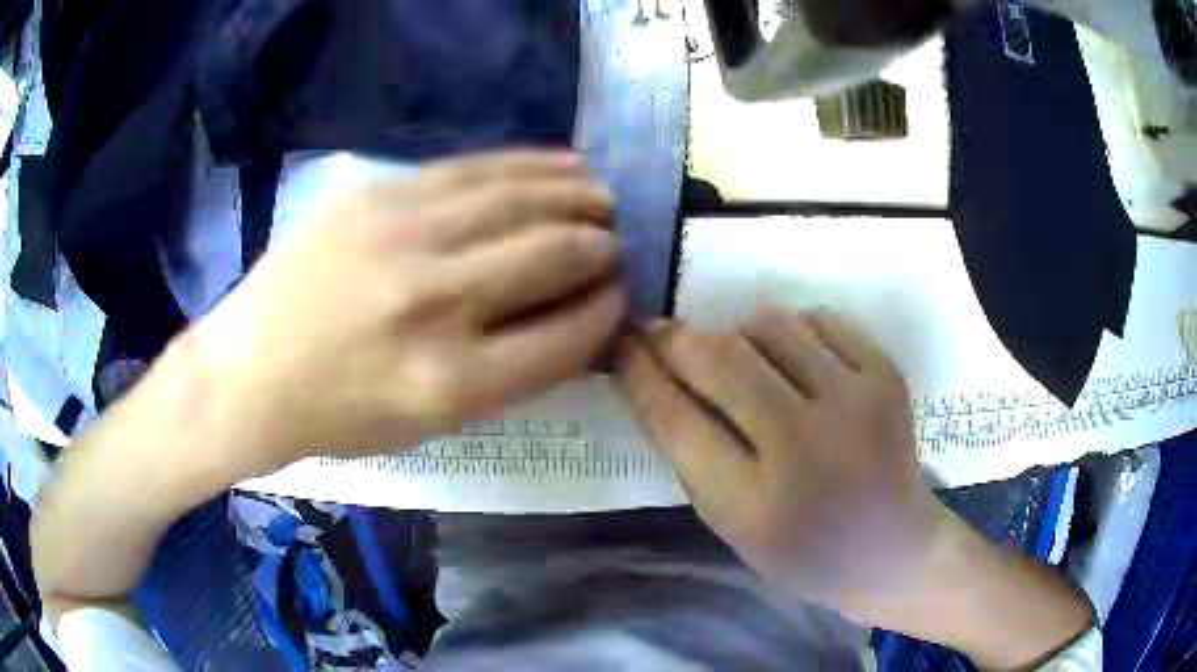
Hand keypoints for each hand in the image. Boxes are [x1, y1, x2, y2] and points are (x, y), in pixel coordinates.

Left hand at [184, 150, 624, 469]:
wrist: (249, 371)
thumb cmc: (339, 415)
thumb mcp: (432, 424)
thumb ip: (510, 373)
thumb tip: (574, 316)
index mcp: (453, 382)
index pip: (568, 334)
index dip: (606, 311)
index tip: (618, 297)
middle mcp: (435, 302)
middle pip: (554, 255)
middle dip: (600, 249)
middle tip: (614, 246)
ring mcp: (401, 235)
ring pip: (521, 200)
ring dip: (577, 197)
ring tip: (602, 199)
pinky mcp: (377, 194)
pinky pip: (473, 169)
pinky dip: (529, 166)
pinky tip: (561, 166)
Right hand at [615, 305, 1093, 667]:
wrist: (892, 549)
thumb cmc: (802, 551)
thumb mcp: (731, 524)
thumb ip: (691, 451)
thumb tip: (653, 372)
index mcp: (755, 503)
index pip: (676, 418)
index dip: (637, 372)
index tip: (617, 344)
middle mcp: (807, 448)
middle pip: (720, 359)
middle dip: (676, 339)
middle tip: (659, 334)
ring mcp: (856, 402)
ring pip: (768, 324)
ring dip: (738, 334)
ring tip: (742, 362)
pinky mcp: (887, 374)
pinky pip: (818, 320)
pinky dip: (792, 333)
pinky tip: (797, 366)